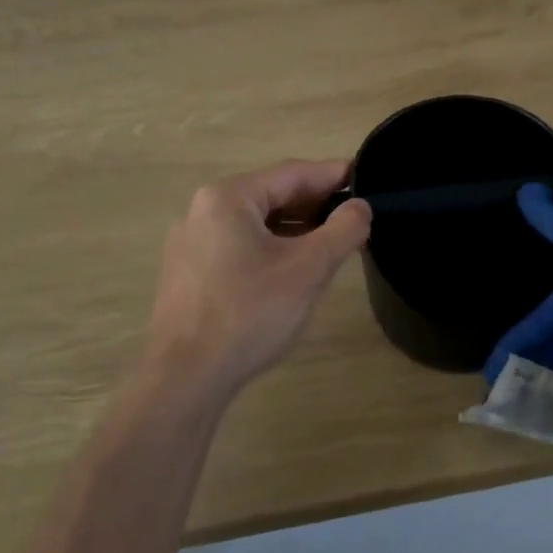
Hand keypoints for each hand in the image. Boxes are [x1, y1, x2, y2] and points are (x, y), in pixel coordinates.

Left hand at [145, 161, 372, 399]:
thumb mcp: (308, 269)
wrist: (185, 378)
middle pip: (271, 195)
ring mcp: (190, 243)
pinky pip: (238, 246)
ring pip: (255, 223)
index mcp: (228, 197)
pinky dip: (271, 248)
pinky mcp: (188, 273)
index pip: (292, 173)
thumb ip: (343, 230)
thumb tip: (361, 207)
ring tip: (331, 242)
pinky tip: (293, 269)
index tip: (366, 178)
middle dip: (315, 204)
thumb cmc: (249, 313)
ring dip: (295, 228)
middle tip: (355, 215)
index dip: (333, 174)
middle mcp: (203, 210)